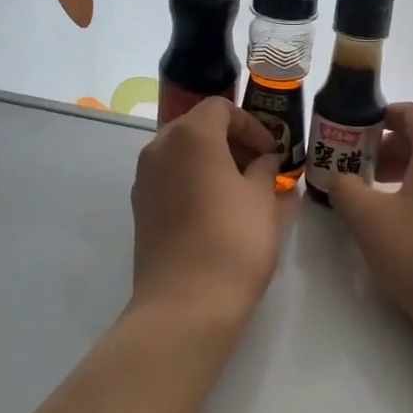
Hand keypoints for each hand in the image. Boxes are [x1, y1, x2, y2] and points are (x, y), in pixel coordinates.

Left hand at [129, 96, 287, 322]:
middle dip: (231, 141)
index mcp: (191, 136)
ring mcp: (144, 179)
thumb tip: (264, 162)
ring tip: (242, 190)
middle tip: (260, 167)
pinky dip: (194, 182)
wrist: (185, 304)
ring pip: (182, 154)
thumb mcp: (263, 200)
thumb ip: (266, 170)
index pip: (221, 109)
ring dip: (212, 162)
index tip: (272, 151)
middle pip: (197, 127)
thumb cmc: (233, 241)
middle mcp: (160, 149)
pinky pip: (170, 179)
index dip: (251, 125)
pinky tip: (217, 211)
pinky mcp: (140, 208)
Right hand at [327, 104, 412, 338]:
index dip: (378, 119)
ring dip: (406, 170)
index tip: (352, 138)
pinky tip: (409, 222)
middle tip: (359, 172)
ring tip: (379, 199)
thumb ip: (344, 188)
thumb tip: (342, 179)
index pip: (411, 112)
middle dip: (388, 148)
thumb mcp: (367, 220)